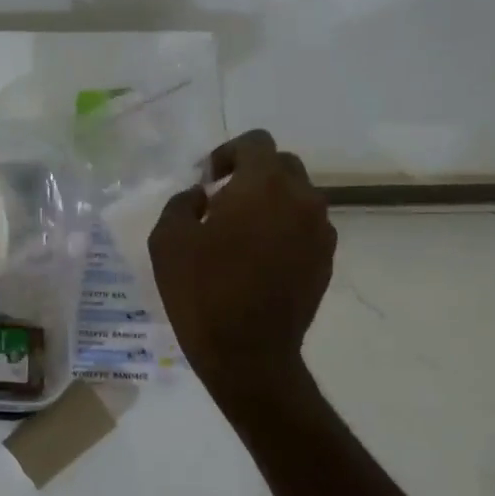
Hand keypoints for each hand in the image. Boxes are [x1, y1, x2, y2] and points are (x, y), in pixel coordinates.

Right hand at [148, 129, 335, 401]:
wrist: (249, 353)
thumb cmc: (202, 290)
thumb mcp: (168, 239)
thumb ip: (182, 203)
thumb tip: (202, 196)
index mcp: (263, 185)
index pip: (256, 142)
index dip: (228, 153)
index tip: (208, 181)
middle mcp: (301, 199)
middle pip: (282, 165)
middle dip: (252, 174)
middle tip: (222, 203)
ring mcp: (320, 232)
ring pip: (297, 197)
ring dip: (270, 203)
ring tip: (241, 234)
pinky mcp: (326, 261)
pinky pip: (305, 228)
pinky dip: (284, 230)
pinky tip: (258, 259)